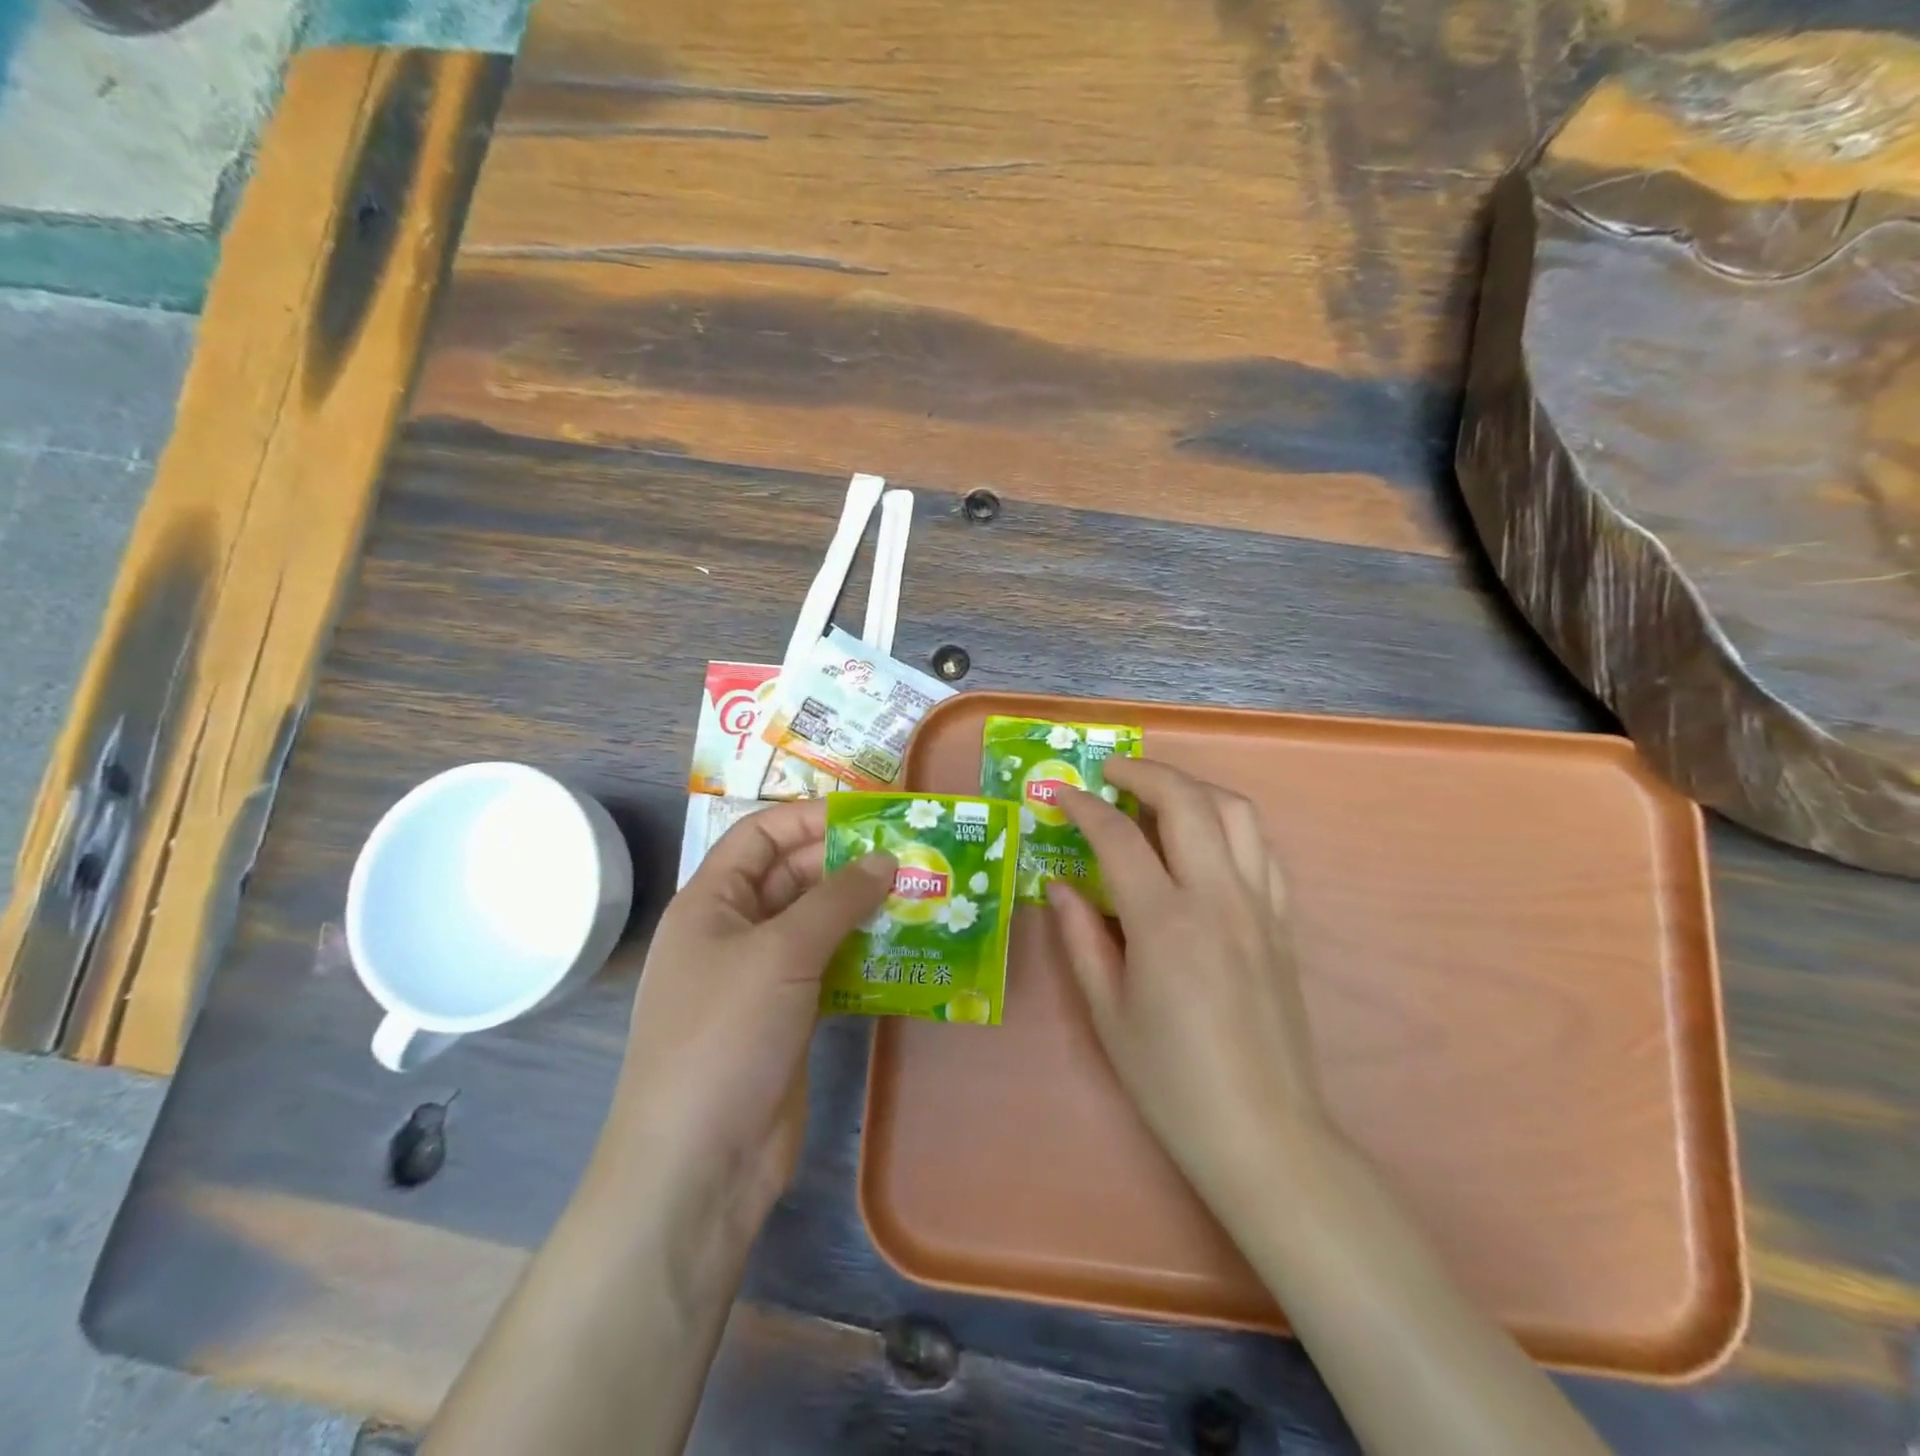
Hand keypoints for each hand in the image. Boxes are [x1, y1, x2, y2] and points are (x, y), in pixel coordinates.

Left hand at [594, 800, 894, 1241]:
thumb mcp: (781, 953)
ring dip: (863, 911)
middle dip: (849, 864)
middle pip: (794, 878)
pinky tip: (907, 950)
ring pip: (818, 925)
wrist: (699, 1163)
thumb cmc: (726, 1036)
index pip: (760, 836)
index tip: (872, 815)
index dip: (811, 818)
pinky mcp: (789, 1017)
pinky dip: (864, 956)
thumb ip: (836, 900)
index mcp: (711, 902)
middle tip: (913, 856)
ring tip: (921, 896)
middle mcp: (734, 932)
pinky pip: (831, 969)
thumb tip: (885, 858)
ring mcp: (762, 978)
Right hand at [1048, 759, 1330, 1208]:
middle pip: (1186, 800)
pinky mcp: (1284, 923)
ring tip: (1158, 794)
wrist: (1263, 1133)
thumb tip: (1059, 886)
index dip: (1083, 807)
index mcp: (1166, 922)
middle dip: (1143, 772)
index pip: (1118, 837)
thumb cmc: (1171, 1080)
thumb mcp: (1107, 1012)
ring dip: (1193, 787)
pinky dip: (1229, 824)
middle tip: (1109, 774)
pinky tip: (1205, 840)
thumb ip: (1081, 938)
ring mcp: (1260, 907)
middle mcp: (1218, 899)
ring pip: (1236, 812)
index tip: (1060, 795)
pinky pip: (1262, 849)